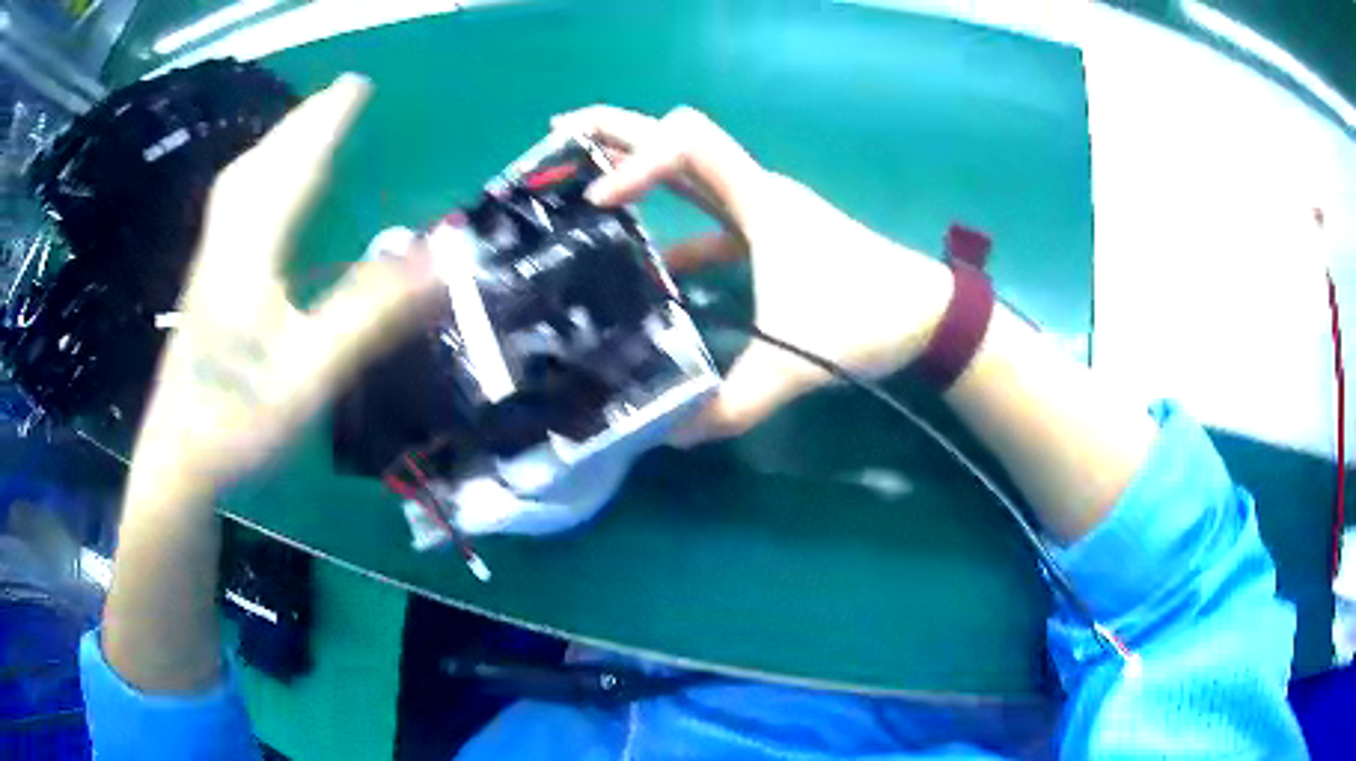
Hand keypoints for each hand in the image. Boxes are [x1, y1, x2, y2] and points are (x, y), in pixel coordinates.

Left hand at [126, 74, 436, 508]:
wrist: (178, 462)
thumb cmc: (240, 421)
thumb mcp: (310, 374)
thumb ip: (368, 315)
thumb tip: (436, 262)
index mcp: (251, 255)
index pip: (294, 170)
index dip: (326, 124)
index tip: (357, 84)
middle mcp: (227, 246)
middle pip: (260, 166)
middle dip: (300, 123)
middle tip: (335, 96)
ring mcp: (208, 266)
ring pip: (238, 186)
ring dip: (273, 146)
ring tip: (301, 128)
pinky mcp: (202, 287)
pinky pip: (230, 209)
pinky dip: (253, 180)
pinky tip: (260, 193)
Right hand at [551, 105, 952, 443]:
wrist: (929, 315)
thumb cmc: (869, 318)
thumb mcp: (796, 362)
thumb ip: (733, 402)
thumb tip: (670, 434)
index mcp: (758, 201)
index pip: (685, 143)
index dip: (634, 160)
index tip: (599, 205)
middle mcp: (756, 193)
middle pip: (677, 140)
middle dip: (617, 132)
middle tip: (557, 135)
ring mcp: (764, 215)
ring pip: (691, 181)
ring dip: (641, 182)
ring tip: (585, 202)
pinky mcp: (772, 241)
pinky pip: (711, 229)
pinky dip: (676, 241)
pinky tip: (650, 272)